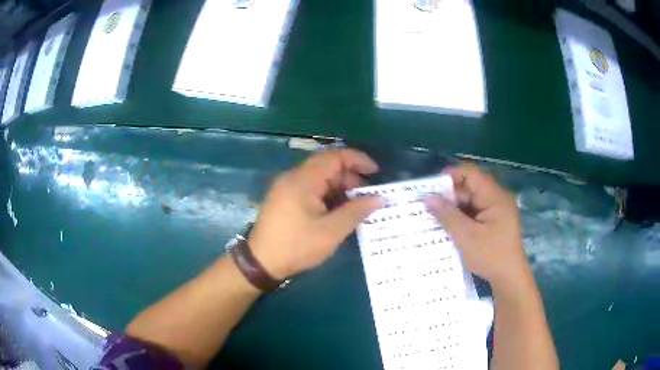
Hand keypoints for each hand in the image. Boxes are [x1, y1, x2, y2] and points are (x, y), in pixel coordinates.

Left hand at [247, 149, 381, 278]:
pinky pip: (311, 189)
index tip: (376, 172)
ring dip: (340, 188)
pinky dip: (328, 196)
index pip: (335, 157)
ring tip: (357, 206)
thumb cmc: (296, 246)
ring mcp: (287, 187)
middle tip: (369, 195)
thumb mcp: (330, 232)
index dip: (358, 160)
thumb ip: (355, 212)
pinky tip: (338, 211)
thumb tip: (378, 199)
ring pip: (320, 178)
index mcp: (303, 180)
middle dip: (351, 178)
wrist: (260, 263)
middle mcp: (294, 177)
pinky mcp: (285, 198)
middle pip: (327, 166)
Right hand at [424, 164, 529, 290]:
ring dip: (456, 207)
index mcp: (495, 196)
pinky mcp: (496, 220)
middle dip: (451, 195)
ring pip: (472, 199)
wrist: (510, 278)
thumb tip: (428, 198)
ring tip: (438, 219)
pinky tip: (452, 227)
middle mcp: (498, 197)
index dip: (450, 176)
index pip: (470, 173)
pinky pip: (476, 210)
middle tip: (432, 209)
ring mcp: (498, 209)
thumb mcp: (466, 237)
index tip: (432, 191)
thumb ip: (448, 215)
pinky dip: (463, 216)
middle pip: (470, 185)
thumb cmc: (491, 256)